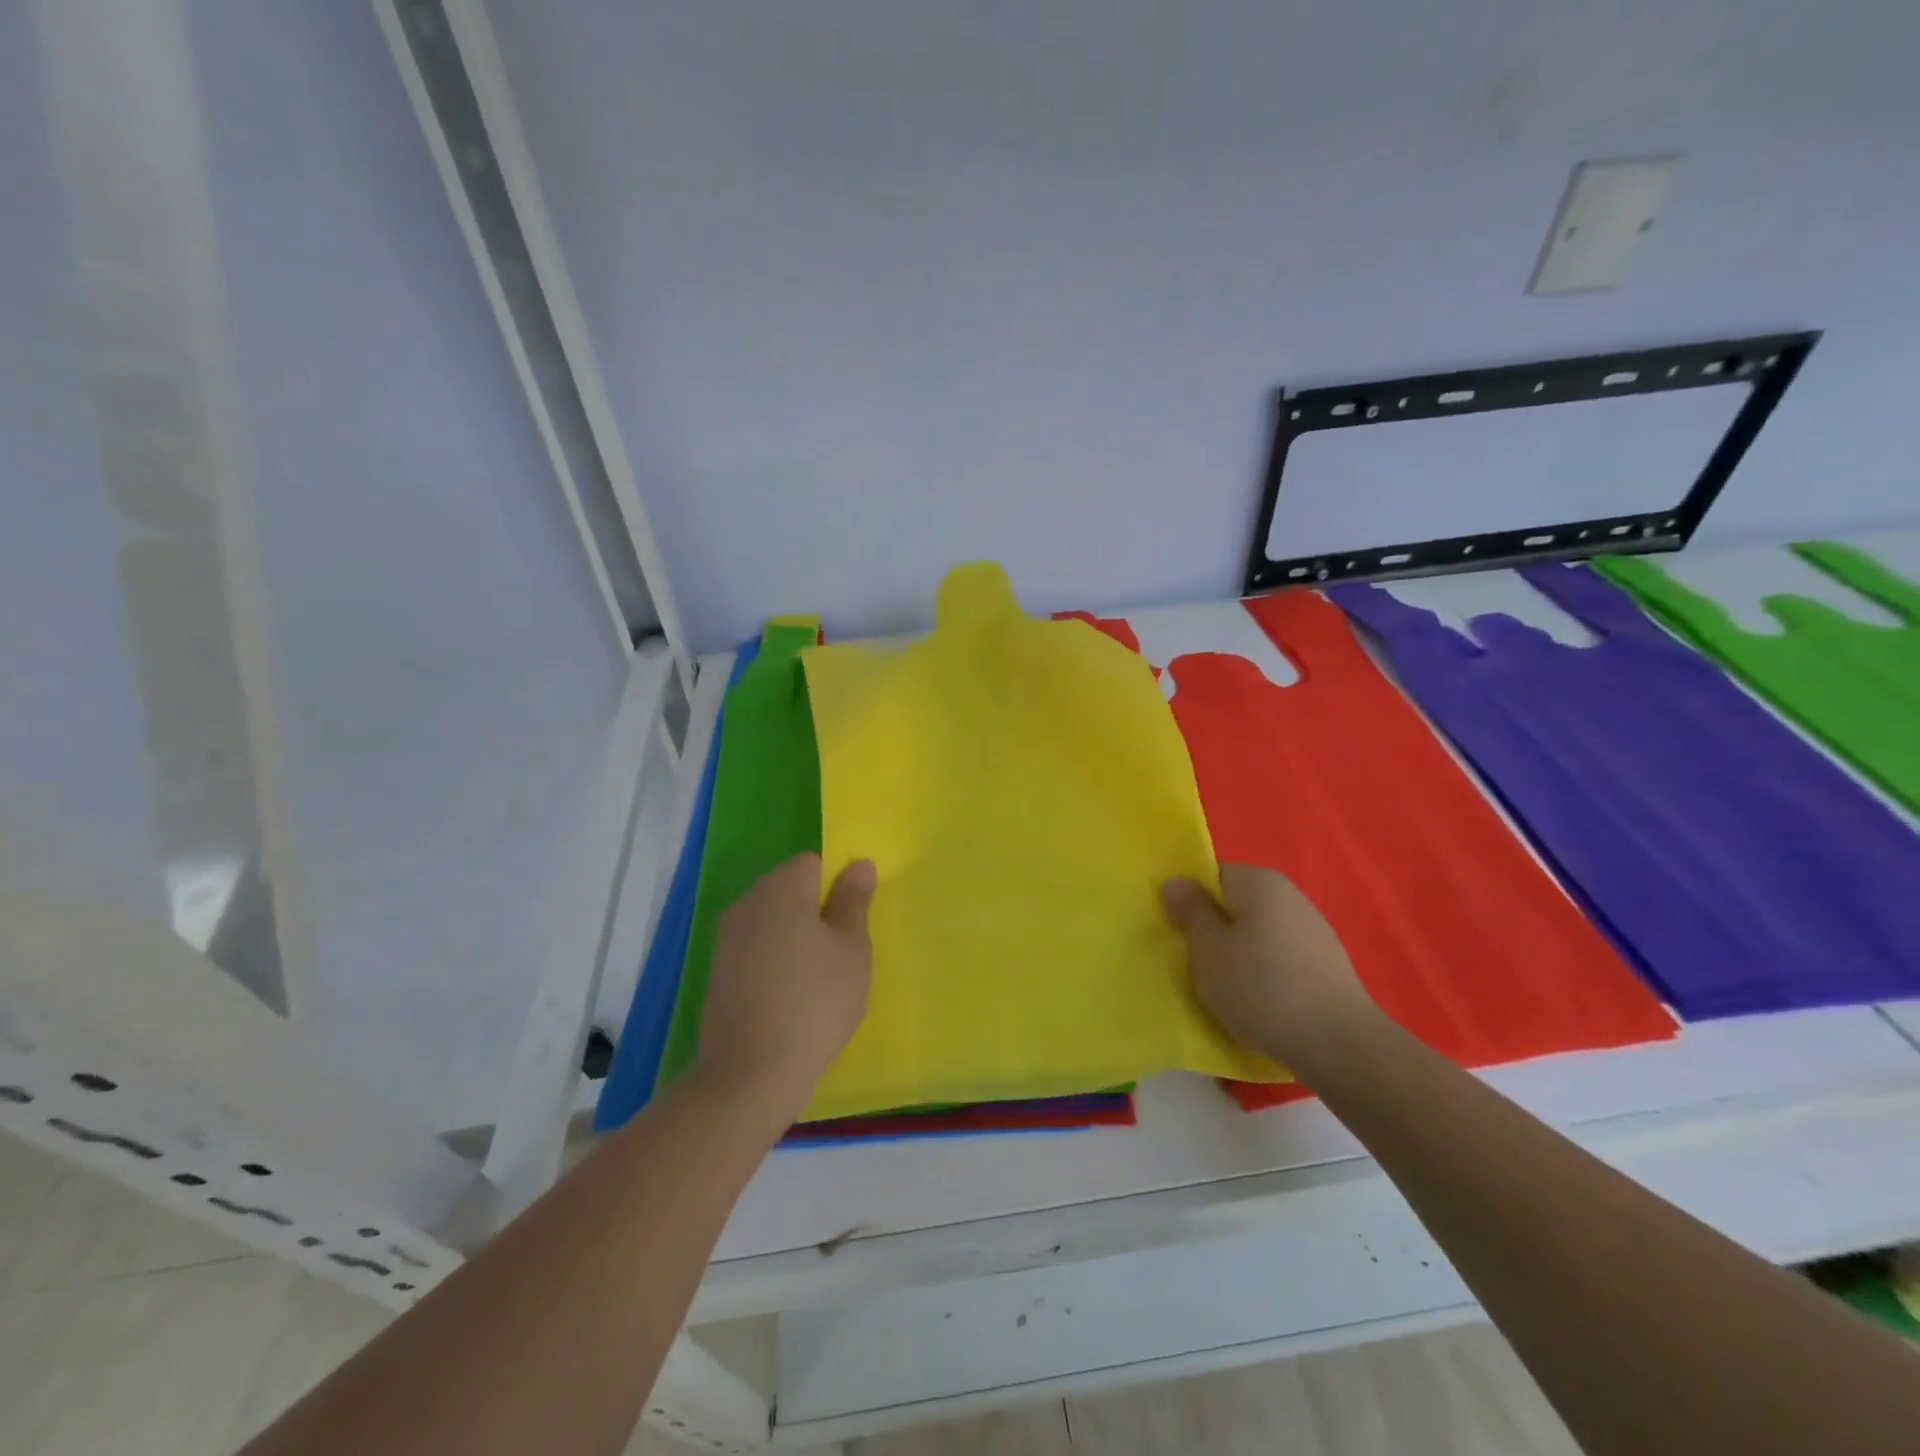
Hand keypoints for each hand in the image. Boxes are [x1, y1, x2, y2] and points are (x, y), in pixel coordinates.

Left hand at [694, 853, 876, 1127]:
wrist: (751, 1073)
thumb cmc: (815, 1002)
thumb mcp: (851, 950)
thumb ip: (854, 901)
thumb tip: (858, 864)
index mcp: (782, 887)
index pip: (813, 862)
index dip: (837, 885)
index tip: (852, 921)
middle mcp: (748, 901)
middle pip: (789, 888)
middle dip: (816, 909)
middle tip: (842, 951)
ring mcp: (727, 937)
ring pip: (772, 920)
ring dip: (795, 936)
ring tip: (818, 977)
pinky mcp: (718, 970)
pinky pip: (756, 948)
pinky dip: (774, 960)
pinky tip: (790, 996)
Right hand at [1161, 863, 1376, 1071]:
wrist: (1338, 1044)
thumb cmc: (1260, 988)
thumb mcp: (1208, 950)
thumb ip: (1190, 912)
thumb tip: (1176, 882)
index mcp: (1258, 881)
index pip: (1212, 877)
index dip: (1192, 904)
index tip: (1182, 936)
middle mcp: (1289, 895)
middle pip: (1236, 905)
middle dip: (1216, 931)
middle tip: (1199, 965)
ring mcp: (1313, 929)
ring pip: (1258, 933)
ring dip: (1240, 954)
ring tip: (1229, 990)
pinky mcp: (1327, 963)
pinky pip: (1280, 957)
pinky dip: (1266, 973)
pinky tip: (1262, 1002)